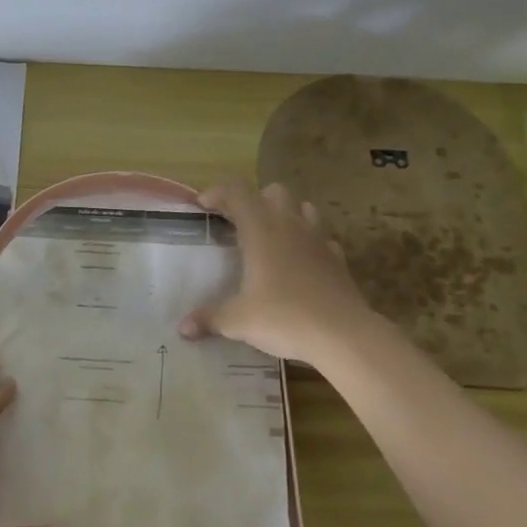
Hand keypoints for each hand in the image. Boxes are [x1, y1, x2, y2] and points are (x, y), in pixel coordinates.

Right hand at [179, 180, 379, 367]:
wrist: (343, 334)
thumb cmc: (284, 317)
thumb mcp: (238, 321)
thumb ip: (209, 319)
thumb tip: (183, 329)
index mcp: (261, 229)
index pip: (237, 191)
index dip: (217, 193)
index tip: (203, 207)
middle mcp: (290, 225)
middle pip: (273, 191)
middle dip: (254, 200)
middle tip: (238, 224)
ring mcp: (318, 239)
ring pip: (303, 207)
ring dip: (285, 214)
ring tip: (270, 237)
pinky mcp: (338, 259)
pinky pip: (321, 238)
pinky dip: (308, 242)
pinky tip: (300, 263)